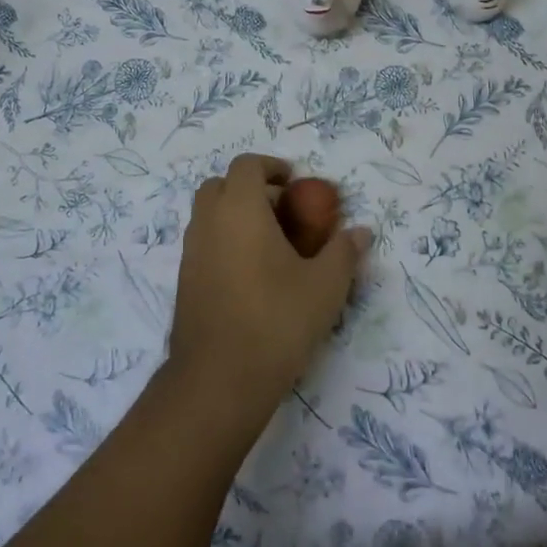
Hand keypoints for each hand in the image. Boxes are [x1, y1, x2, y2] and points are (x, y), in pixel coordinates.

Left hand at [167, 154, 370, 421]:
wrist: (218, 380)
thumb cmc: (276, 321)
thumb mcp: (325, 286)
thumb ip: (344, 252)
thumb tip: (362, 231)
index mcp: (240, 210)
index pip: (246, 166)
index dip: (271, 167)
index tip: (294, 182)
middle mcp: (208, 222)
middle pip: (221, 185)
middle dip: (250, 188)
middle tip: (282, 210)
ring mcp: (190, 252)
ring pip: (208, 215)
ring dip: (235, 215)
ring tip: (270, 244)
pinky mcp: (184, 281)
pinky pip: (203, 243)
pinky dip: (224, 242)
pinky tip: (251, 275)